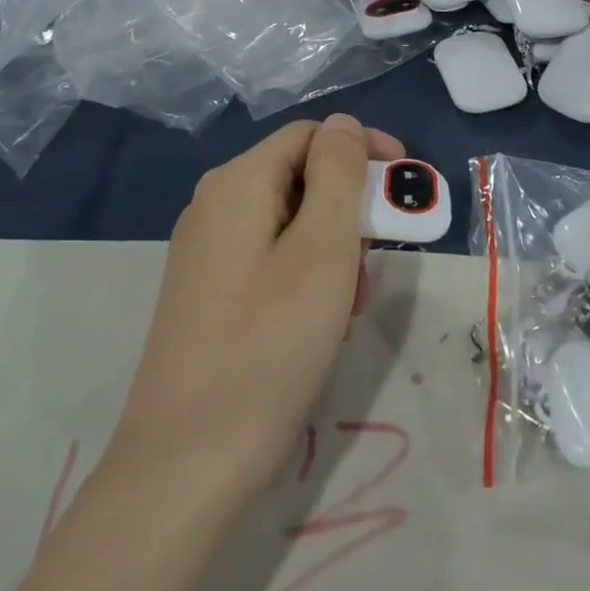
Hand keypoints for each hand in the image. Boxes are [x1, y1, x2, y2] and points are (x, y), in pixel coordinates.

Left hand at [112, 115, 402, 492]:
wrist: (184, 465)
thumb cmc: (268, 345)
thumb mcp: (323, 250)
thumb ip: (339, 174)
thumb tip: (343, 124)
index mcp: (238, 183)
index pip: (311, 135)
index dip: (364, 148)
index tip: (405, 184)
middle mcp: (215, 205)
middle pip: (301, 176)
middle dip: (351, 208)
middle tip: (381, 257)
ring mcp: (207, 251)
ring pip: (290, 220)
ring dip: (334, 247)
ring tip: (352, 301)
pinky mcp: (208, 292)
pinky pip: (271, 257)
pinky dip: (307, 273)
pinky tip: (321, 321)